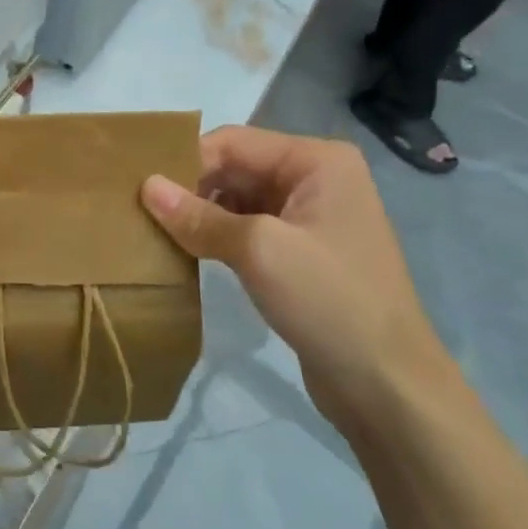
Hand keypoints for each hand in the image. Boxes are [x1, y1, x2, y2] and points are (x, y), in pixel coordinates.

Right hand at [140, 126, 453, 432]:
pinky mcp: (300, 252)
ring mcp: (309, 216)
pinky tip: (185, 251)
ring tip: (154, 230)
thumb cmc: (330, 301)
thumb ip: (198, 216)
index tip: (140, 188)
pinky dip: (215, 236)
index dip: (186, 162)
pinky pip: (246, 228)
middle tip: (139, 210)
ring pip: (236, 199)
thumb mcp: (259, 250)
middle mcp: (316, 178)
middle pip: (234, 167)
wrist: (388, 386)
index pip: (233, 142)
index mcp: (317, 160)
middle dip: (190, 187)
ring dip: (199, 213)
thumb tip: (146, 186)